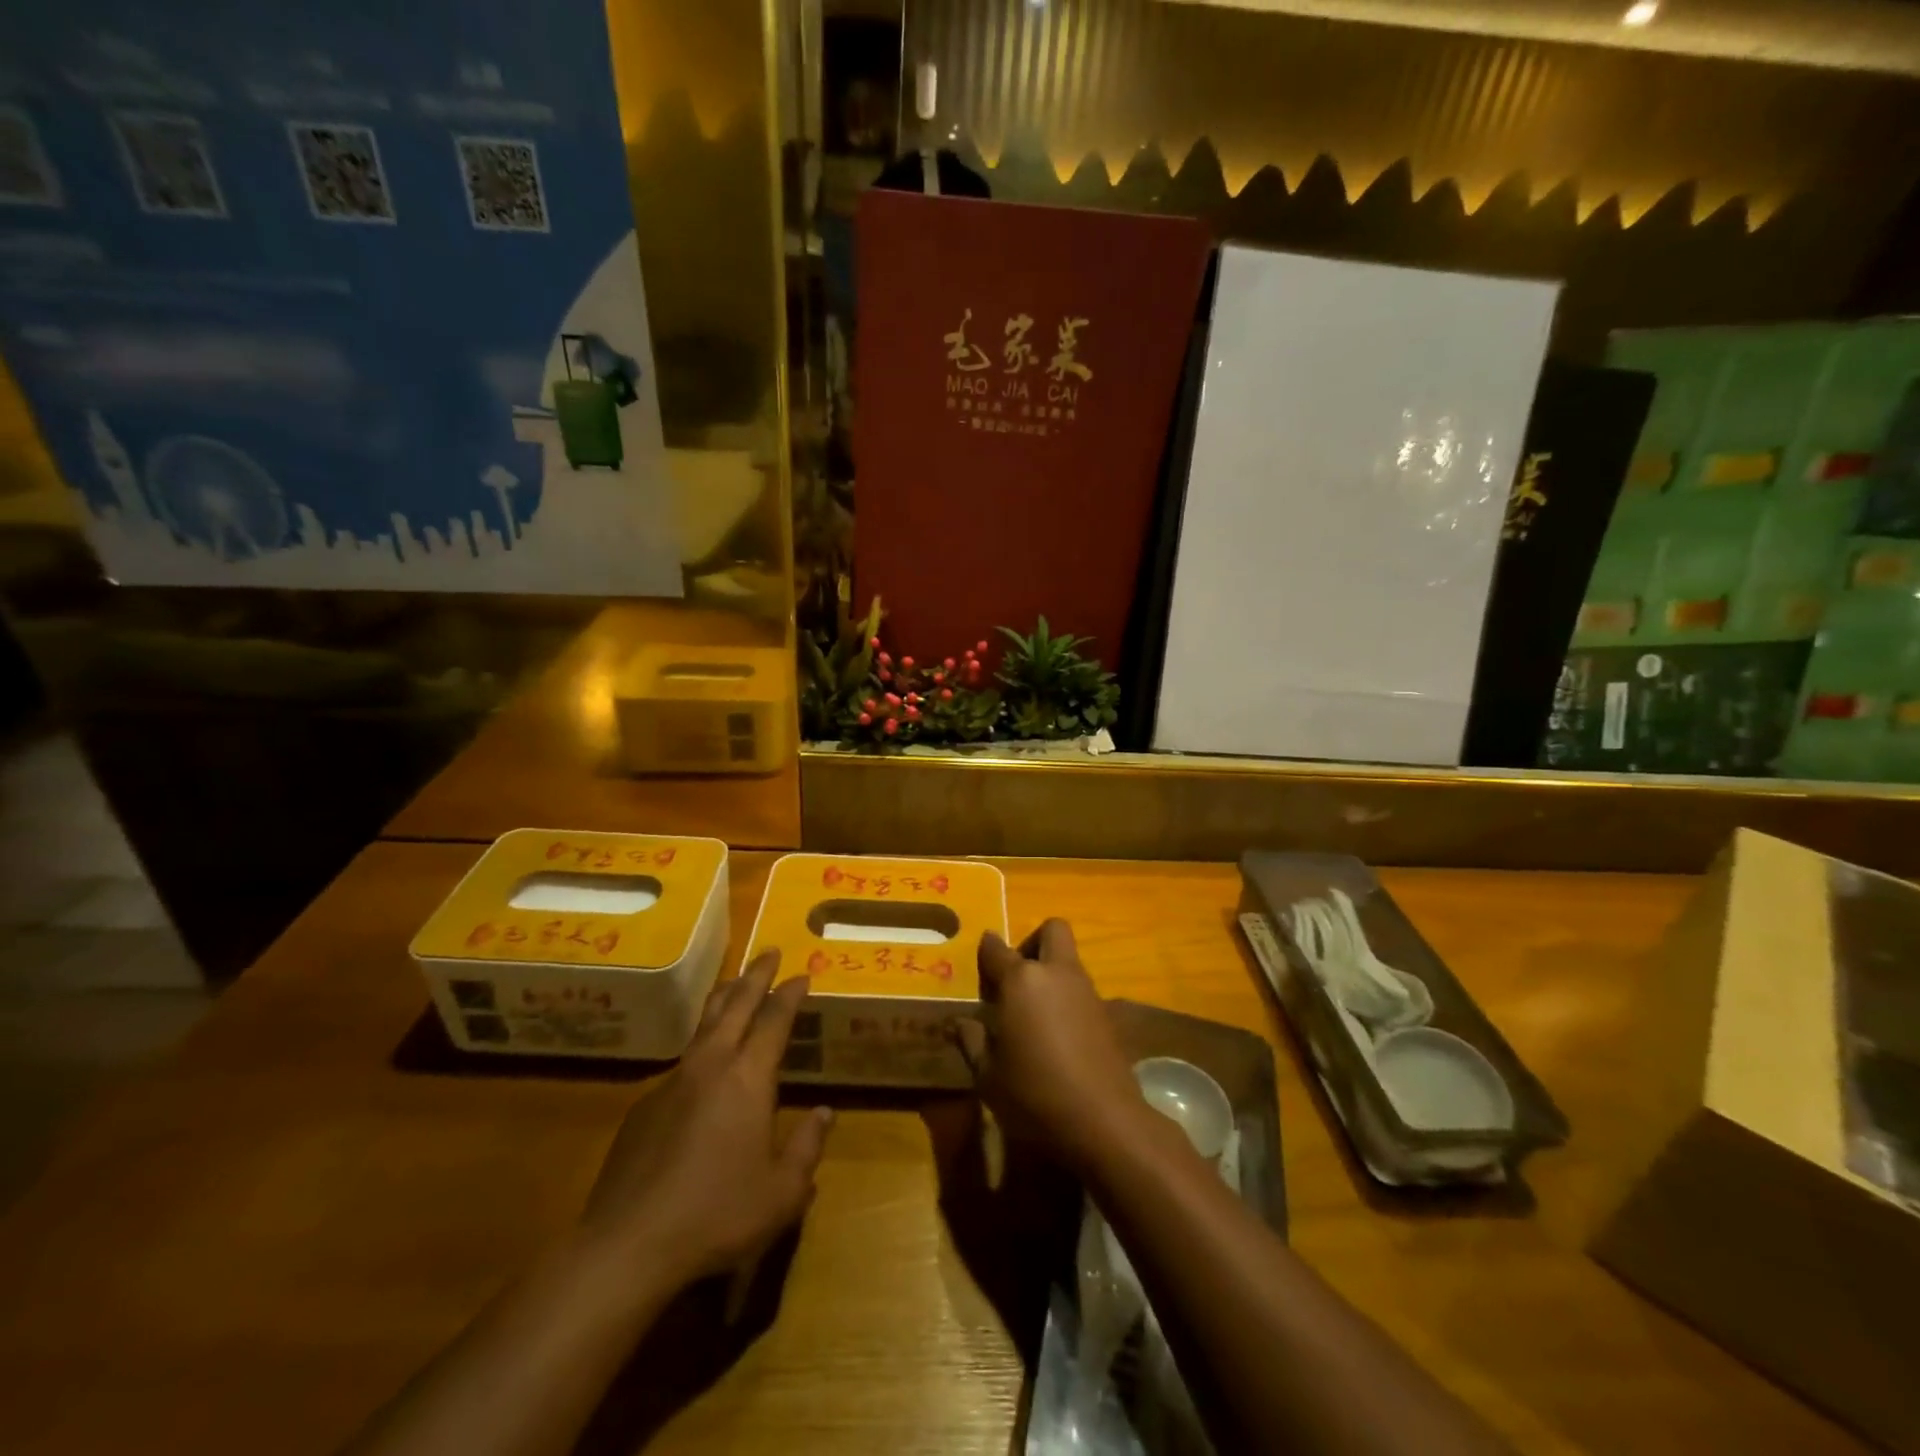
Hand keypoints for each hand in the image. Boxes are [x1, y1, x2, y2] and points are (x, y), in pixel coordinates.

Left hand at [576, 951, 832, 1285]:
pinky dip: (701, 1045)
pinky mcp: (644, 1107)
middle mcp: (711, 1066)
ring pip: (704, 1025)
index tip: (803, 973)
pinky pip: (682, 1061)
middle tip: (770, 952)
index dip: (790, 993)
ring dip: (724, 999)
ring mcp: (672, 1082)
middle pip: (736, 1005)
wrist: (627, 1246)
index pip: (774, 1019)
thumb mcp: (782, 1193)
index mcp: (748, 1079)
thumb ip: (807, 1147)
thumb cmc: (717, 1215)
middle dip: (756, 975)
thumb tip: (824, 1113)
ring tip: (734, 984)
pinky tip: (703, 1065)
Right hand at [957, 920, 1142, 1169]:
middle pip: (1051, 930)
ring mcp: (1086, 991)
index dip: (985, 951)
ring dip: (1050, 972)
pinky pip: (1081, 989)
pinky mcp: (1107, 1013)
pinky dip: (1066, 998)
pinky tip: (1055, 1034)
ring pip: (1068, 959)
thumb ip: (973, 1041)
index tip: (980, 964)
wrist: (1105, 1121)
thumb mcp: (988, 1076)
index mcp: (1021, 980)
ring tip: (1031, 1012)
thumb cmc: (1035, 1095)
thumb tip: (962, 1022)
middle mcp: (1056, 973)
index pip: (996, 949)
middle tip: (1015, 977)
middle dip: (1032, 942)